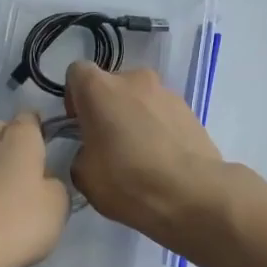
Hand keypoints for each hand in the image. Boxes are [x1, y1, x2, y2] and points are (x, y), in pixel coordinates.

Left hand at [0, 111, 70, 266]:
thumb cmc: (20, 220)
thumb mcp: (58, 204)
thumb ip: (56, 185)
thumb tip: (45, 181)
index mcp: (19, 139)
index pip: (29, 117)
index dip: (40, 127)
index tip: (51, 143)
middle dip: (12, 139)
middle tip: (31, 164)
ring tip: (16, 191)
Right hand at [64, 62, 226, 248]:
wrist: (191, 193)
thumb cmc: (127, 180)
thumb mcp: (83, 176)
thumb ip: (81, 153)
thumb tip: (92, 152)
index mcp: (100, 88)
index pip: (77, 73)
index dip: (74, 98)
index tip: (79, 125)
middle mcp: (134, 79)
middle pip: (112, 85)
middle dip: (107, 108)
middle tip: (108, 144)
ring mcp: (166, 92)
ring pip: (140, 99)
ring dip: (134, 118)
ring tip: (139, 156)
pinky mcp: (190, 110)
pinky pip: (163, 114)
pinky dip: (158, 129)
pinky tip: (161, 160)